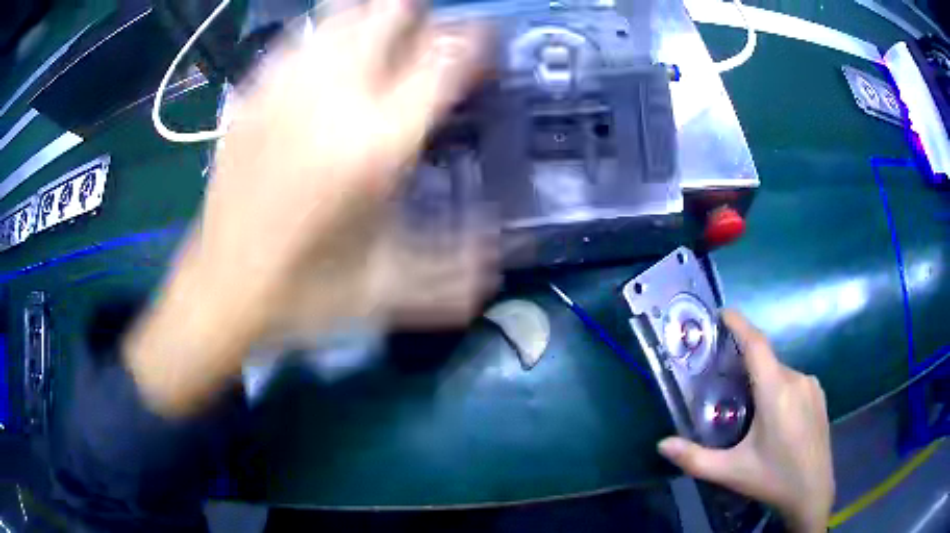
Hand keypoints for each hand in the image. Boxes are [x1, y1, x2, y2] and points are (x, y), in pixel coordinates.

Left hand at [125, 0, 493, 415]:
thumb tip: (501, 254)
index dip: (475, 40)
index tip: (487, 40)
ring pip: (339, 15)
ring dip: (372, 17)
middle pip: (387, 12)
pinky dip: (324, 36)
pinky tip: (329, 64)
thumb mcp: (387, 290)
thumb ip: (455, 272)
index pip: (443, 59)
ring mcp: (282, 90)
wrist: (220, 292)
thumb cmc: (303, 295)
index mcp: (374, 144)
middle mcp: (330, 99)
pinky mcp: (250, 97)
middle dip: (421, 15)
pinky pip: (296, 40)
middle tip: (430, 39)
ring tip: (384, 42)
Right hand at [657, 311, 833, 532]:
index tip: (721, 312)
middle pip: (766, 360)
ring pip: (779, 371)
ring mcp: (811, 385)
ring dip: (762, 379)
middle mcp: (796, 379)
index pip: (756, 344)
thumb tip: (661, 444)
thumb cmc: (772, 479)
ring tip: (747, 406)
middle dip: (744, 363)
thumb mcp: (731, 471)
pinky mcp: (819, 394)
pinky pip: (793, 380)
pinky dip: (777, 386)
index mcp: (776, 392)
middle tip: (723, 381)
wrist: (813, 491)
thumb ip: (694, 459)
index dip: (739, 324)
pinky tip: (773, 415)